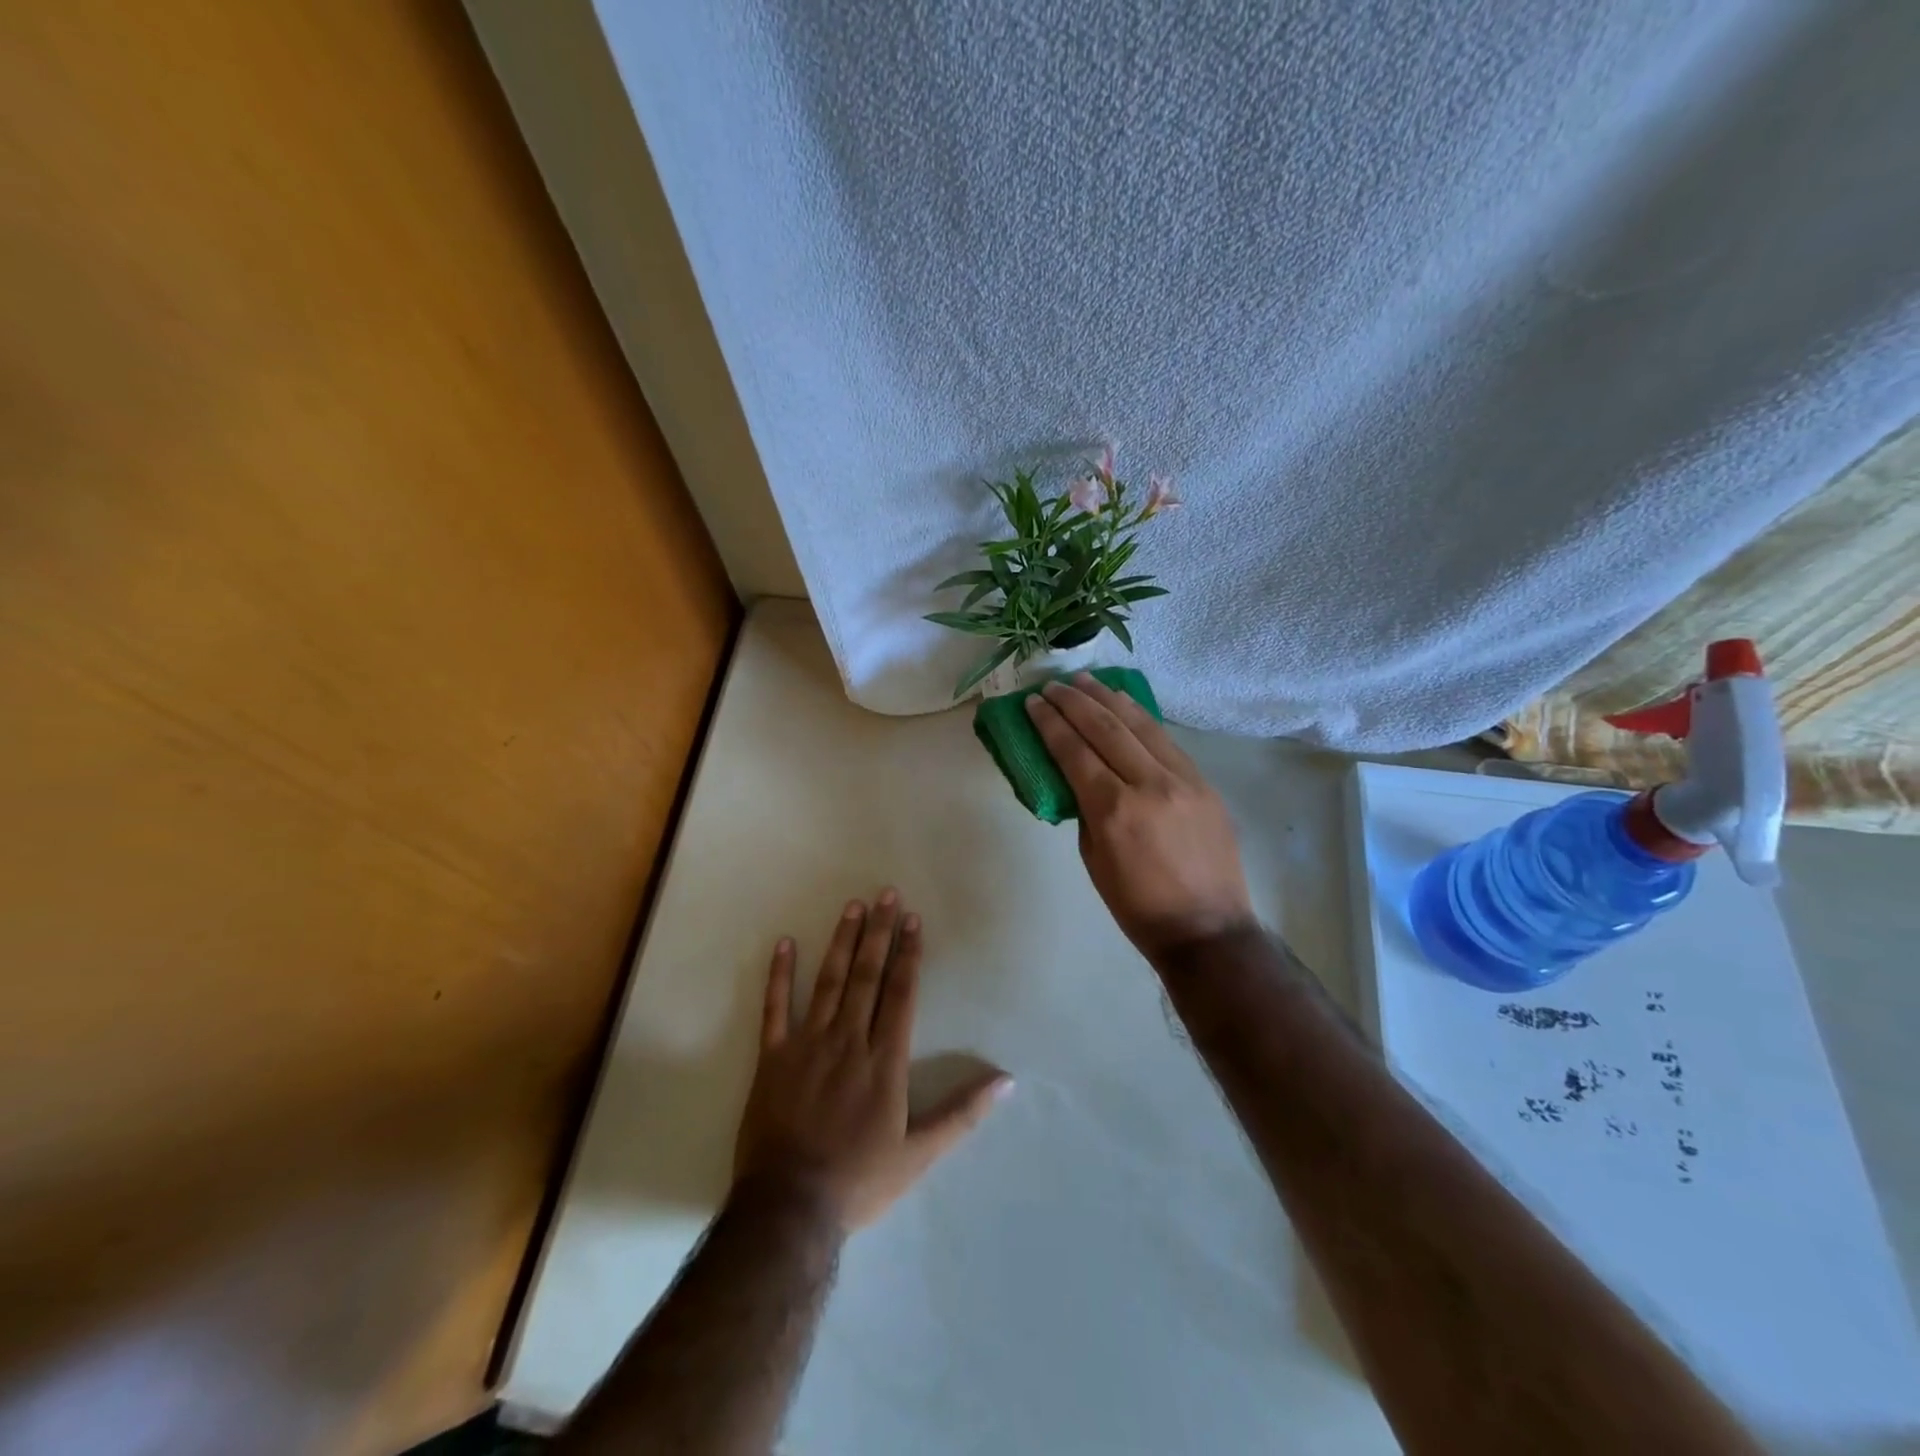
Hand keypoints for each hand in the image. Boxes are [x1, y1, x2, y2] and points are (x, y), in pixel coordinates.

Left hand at [733, 891, 1010, 1231]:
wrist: (789, 1208)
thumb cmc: (860, 1180)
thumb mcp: (920, 1154)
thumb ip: (962, 1113)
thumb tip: (1006, 1082)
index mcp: (884, 1060)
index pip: (900, 993)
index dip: (908, 954)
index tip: (913, 920)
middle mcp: (849, 1040)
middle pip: (867, 976)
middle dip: (879, 932)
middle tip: (886, 894)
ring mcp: (808, 1044)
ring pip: (829, 982)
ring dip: (842, 941)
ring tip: (853, 906)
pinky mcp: (773, 1057)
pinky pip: (775, 1008)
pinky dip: (780, 975)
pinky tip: (785, 943)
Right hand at [1025, 674, 1255, 960]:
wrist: (1207, 928)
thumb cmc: (1136, 904)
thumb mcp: (1093, 858)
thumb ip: (1085, 809)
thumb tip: (1079, 776)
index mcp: (1113, 810)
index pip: (1074, 751)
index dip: (1050, 723)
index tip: (1034, 702)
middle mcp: (1149, 785)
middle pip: (1105, 728)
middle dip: (1074, 702)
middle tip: (1053, 685)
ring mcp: (1182, 780)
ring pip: (1140, 725)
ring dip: (1108, 698)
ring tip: (1086, 680)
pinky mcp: (1204, 782)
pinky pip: (1166, 740)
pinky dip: (1141, 717)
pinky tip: (1125, 704)